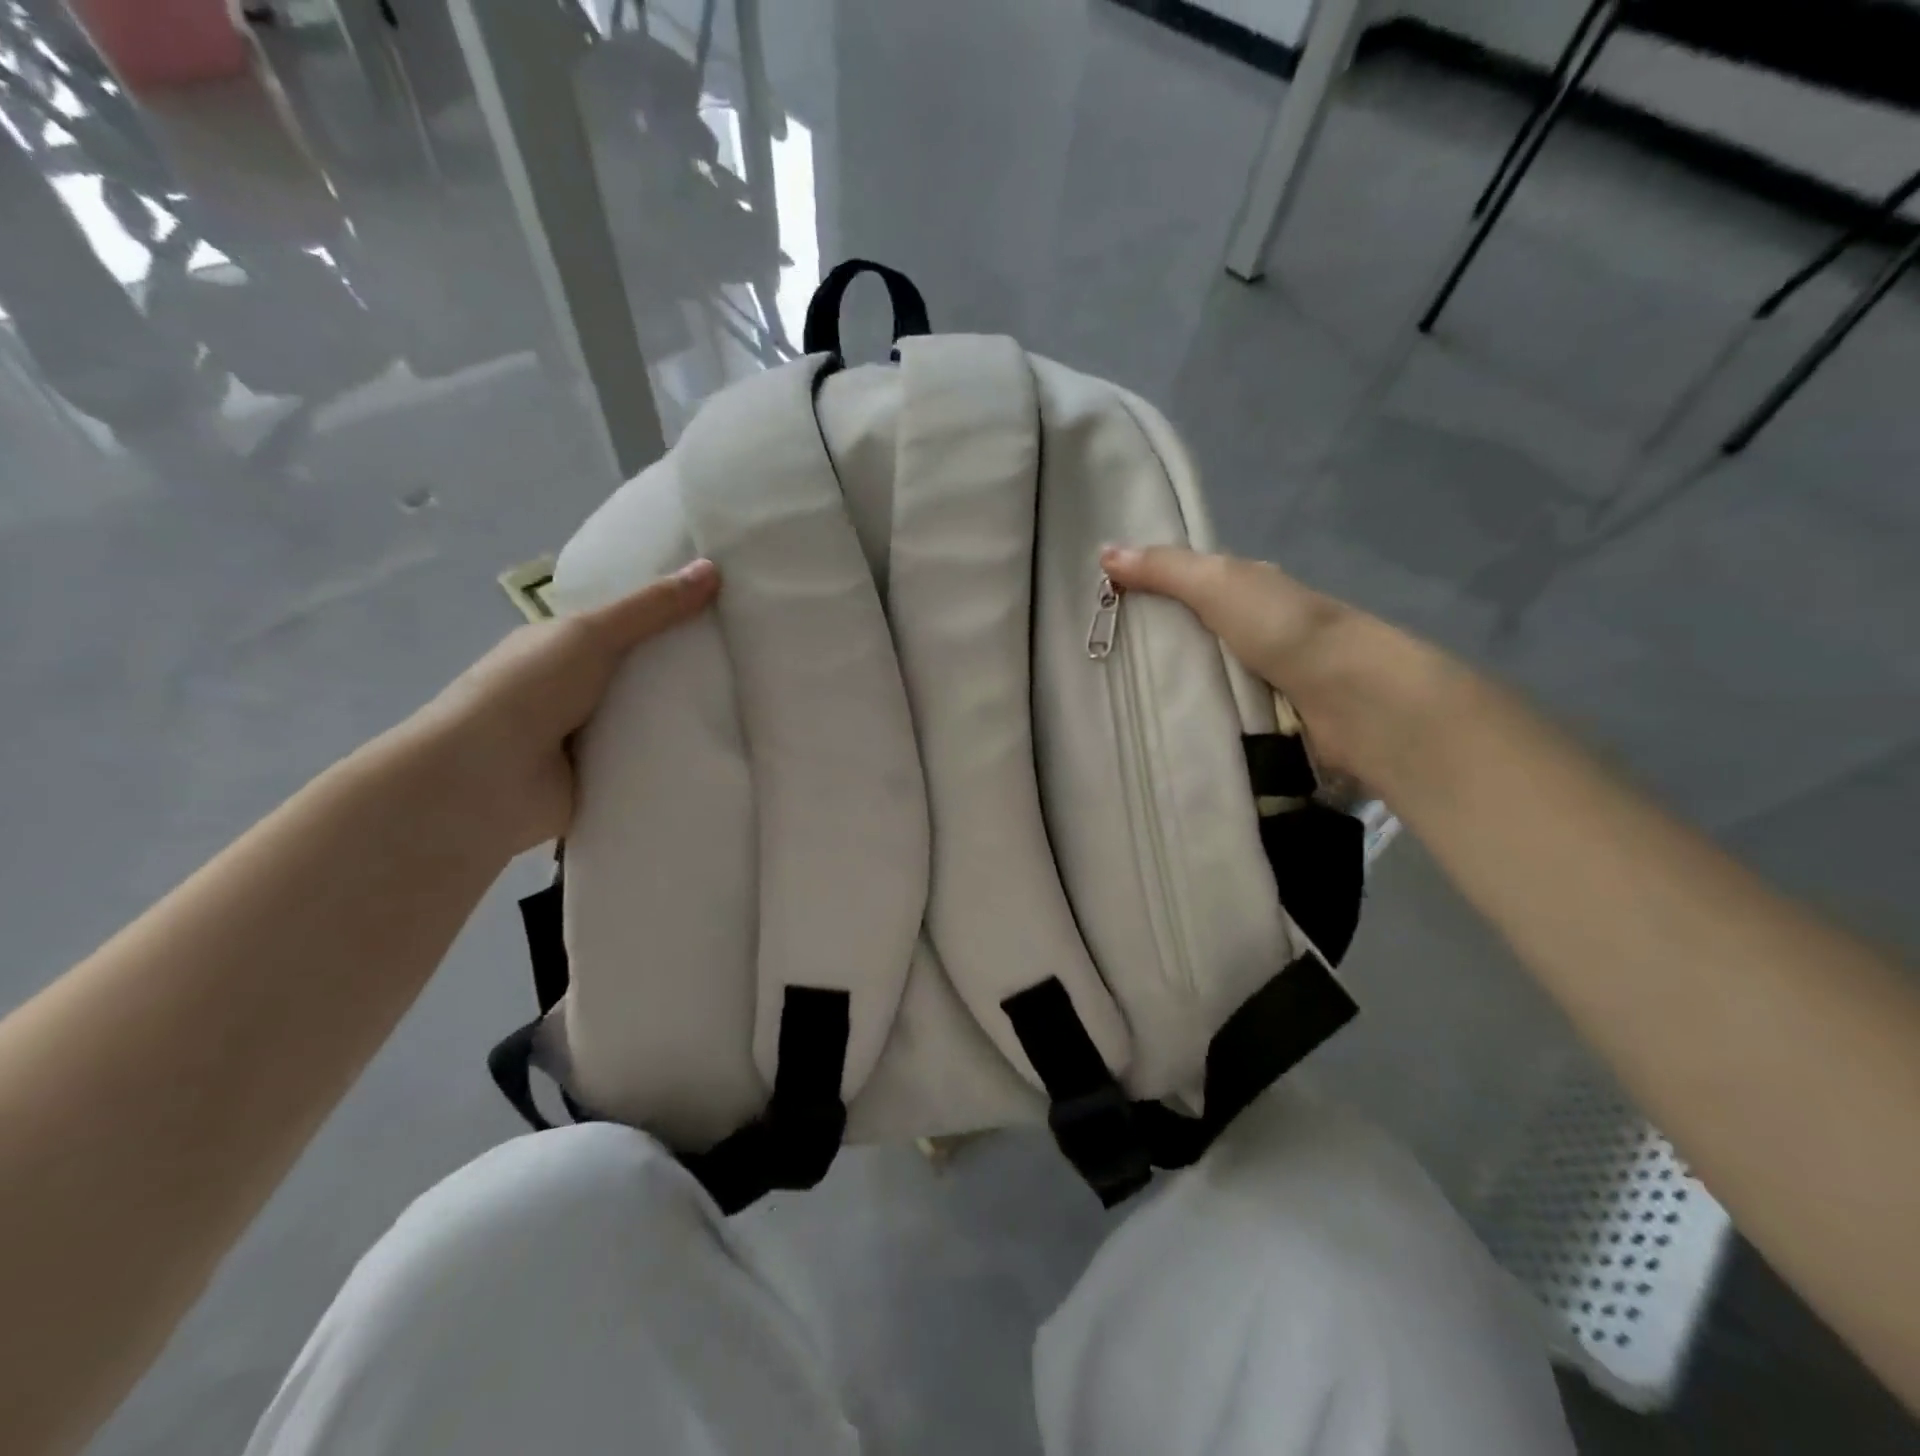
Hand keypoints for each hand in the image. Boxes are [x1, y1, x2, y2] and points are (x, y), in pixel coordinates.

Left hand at [402, 560, 719, 858]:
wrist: (484, 781)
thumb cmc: (528, 690)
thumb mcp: (592, 634)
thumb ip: (652, 608)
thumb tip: (713, 569)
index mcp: (565, 648)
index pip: (627, 626)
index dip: (670, 616)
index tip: (725, 610)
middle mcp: (577, 689)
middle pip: (646, 673)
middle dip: (689, 668)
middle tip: (750, 659)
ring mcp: (591, 737)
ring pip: (653, 719)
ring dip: (689, 716)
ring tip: (750, 704)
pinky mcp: (606, 778)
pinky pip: (652, 761)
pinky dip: (679, 757)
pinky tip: (724, 749)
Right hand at [1099, 545, 1458, 785]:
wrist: (1350, 698)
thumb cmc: (1283, 629)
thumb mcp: (1218, 584)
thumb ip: (1165, 570)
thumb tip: (1103, 551)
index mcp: (1248, 588)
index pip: (1187, 582)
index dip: (1146, 587)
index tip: (1099, 606)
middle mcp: (1254, 628)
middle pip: (1190, 630)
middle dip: (1151, 642)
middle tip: (1094, 660)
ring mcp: (1259, 675)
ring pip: (1199, 674)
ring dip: (1167, 685)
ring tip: (1110, 699)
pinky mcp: (1261, 718)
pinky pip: (1212, 711)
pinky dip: (1188, 715)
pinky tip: (1151, 725)